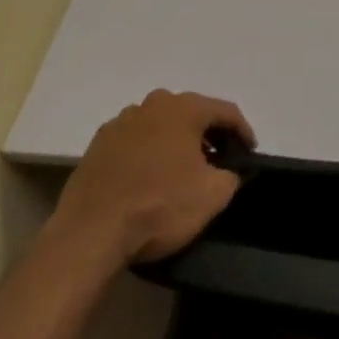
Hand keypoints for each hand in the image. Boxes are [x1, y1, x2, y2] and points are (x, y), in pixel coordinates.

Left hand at [46, 89, 254, 269]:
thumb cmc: (158, 207)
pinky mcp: (97, 145)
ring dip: (174, 143)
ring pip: (160, 126)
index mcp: (184, 108)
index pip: (225, 111)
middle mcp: (153, 104)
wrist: (89, 234)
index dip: (242, 131)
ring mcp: (121, 122)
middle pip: (191, 114)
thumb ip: (232, 176)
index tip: (249, 153)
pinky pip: (134, 142)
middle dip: (207, 135)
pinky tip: (147, 180)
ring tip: (181, 172)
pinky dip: (146, 154)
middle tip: (217, 160)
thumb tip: (231, 171)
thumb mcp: (212, 196)